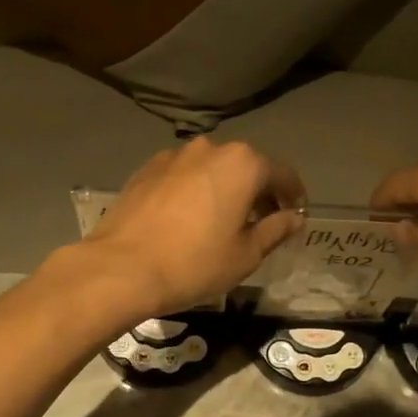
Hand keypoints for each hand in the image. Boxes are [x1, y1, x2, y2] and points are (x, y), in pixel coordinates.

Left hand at [76, 138, 305, 319]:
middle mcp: (210, 148)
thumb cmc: (195, 263)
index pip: (282, 174)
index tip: (296, 216)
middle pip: (246, 167)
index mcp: (243, 164)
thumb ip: (276, 230)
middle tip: (262, 223)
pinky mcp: (147, 169)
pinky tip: (189, 219)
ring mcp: (174, 155)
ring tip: (223, 222)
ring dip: (225, 189)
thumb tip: (294, 218)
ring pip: (213, 169)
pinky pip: (184, 176)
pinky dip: (195, 191)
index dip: (294, 196)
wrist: (122, 268)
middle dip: (259, 192)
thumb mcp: (246, 254)